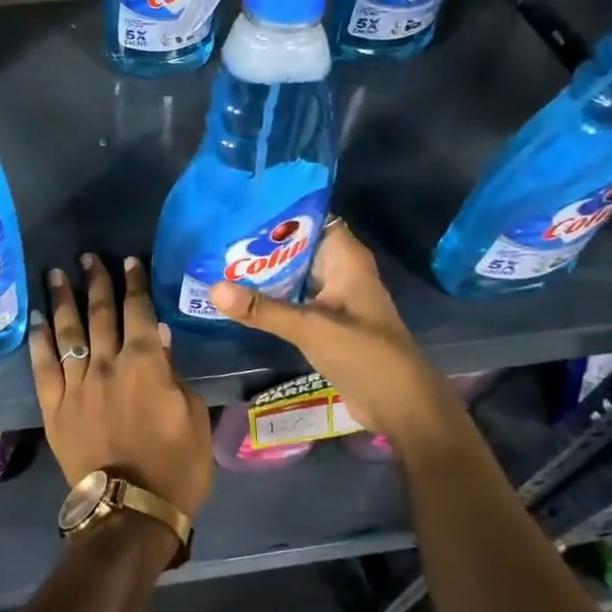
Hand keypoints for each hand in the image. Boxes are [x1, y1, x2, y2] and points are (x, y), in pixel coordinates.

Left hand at [30, 254, 213, 519]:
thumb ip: (175, 374)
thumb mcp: (193, 417)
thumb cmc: (176, 467)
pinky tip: (36, 319)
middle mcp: (107, 364)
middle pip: (100, 312)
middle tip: (88, 257)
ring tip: (56, 273)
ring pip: (68, 331)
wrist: (131, 511)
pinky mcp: (54, 406)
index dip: (134, 284)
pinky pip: (42, 366)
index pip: (139, 311)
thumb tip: (161, 339)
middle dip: (95, 280)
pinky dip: (39, 339)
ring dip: (62, 299)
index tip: (128, 261)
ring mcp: (76, 384)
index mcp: (147, 364)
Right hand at [207, 220, 436, 437]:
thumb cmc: (364, 354)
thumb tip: (213, 289)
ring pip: (290, 272)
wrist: (399, 405)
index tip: (239, 207)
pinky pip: (290, 297)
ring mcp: (331, 296)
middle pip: (295, 244)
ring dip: (260, 269)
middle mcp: (338, 270)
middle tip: (216, 233)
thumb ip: (263, 309)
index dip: (278, 210)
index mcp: (345, 258)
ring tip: (216, 258)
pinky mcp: (323, 320)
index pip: (310, 217)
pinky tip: (236, 294)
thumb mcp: (310, 328)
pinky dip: (267, 295)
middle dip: (259, 241)